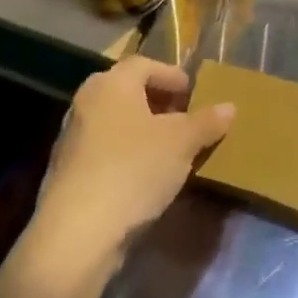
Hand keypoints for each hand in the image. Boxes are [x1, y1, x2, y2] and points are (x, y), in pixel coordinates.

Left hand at [37, 57, 234, 266]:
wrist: (77, 233)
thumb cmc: (134, 170)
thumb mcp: (182, 143)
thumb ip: (207, 122)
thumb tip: (229, 107)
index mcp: (111, 84)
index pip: (145, 64)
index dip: (173, 76)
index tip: (194, 95)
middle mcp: (86, 102)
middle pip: (128, 91)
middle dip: (160, 103)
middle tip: (186, 120)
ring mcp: (72, 138)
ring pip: (116, 121)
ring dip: (144, 130)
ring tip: (172, 150)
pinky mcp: (67, 171)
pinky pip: (105, 149)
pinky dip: (128, 153)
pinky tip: (147, 176)